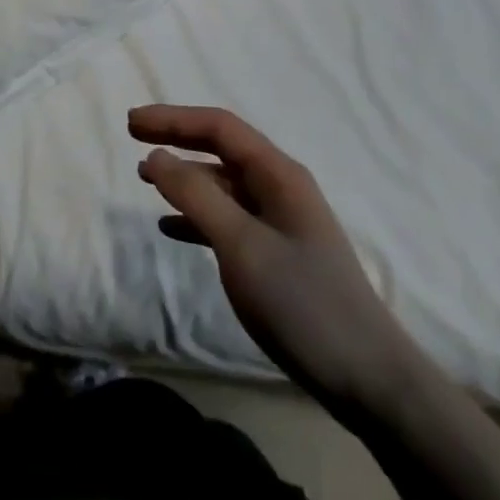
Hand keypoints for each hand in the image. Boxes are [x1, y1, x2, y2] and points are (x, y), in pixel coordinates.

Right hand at [130, 105, 425, 426]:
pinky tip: (171, 228)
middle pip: (221, 148)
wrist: (368, 379)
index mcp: (278, 175)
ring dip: (184, 177)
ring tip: (145, 179)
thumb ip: (196, 196)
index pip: (219, 127)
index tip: (132, 123)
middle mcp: (280, 188)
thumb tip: (156, 156)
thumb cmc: (302, 303)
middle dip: (177, 138)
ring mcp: (280, 221)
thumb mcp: (241, 245)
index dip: (173, 119)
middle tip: (133, 136)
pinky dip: (197, 216)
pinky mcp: (277, 253)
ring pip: (222, 183)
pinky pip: (228, 218)